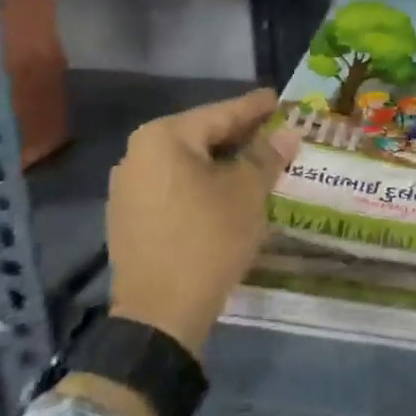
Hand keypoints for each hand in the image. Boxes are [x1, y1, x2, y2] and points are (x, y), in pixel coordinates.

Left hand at [106, 88, 300, 358]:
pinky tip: (229, 192)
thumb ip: (266, 156)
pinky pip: (174, 186)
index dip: (256, 108)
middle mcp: (138, 154)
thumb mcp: (248, 192)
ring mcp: (128, 188)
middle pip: (202, 136)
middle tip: (275, 131)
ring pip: (188, 163)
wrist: (159, 316)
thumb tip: (287, 134)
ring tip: (258, 162)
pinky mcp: (129, 217)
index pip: (222, 113)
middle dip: (240, 136)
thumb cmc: (208, 239)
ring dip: (222, 162)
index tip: (279, 99)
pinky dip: (203, 184)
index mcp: (164, 138)